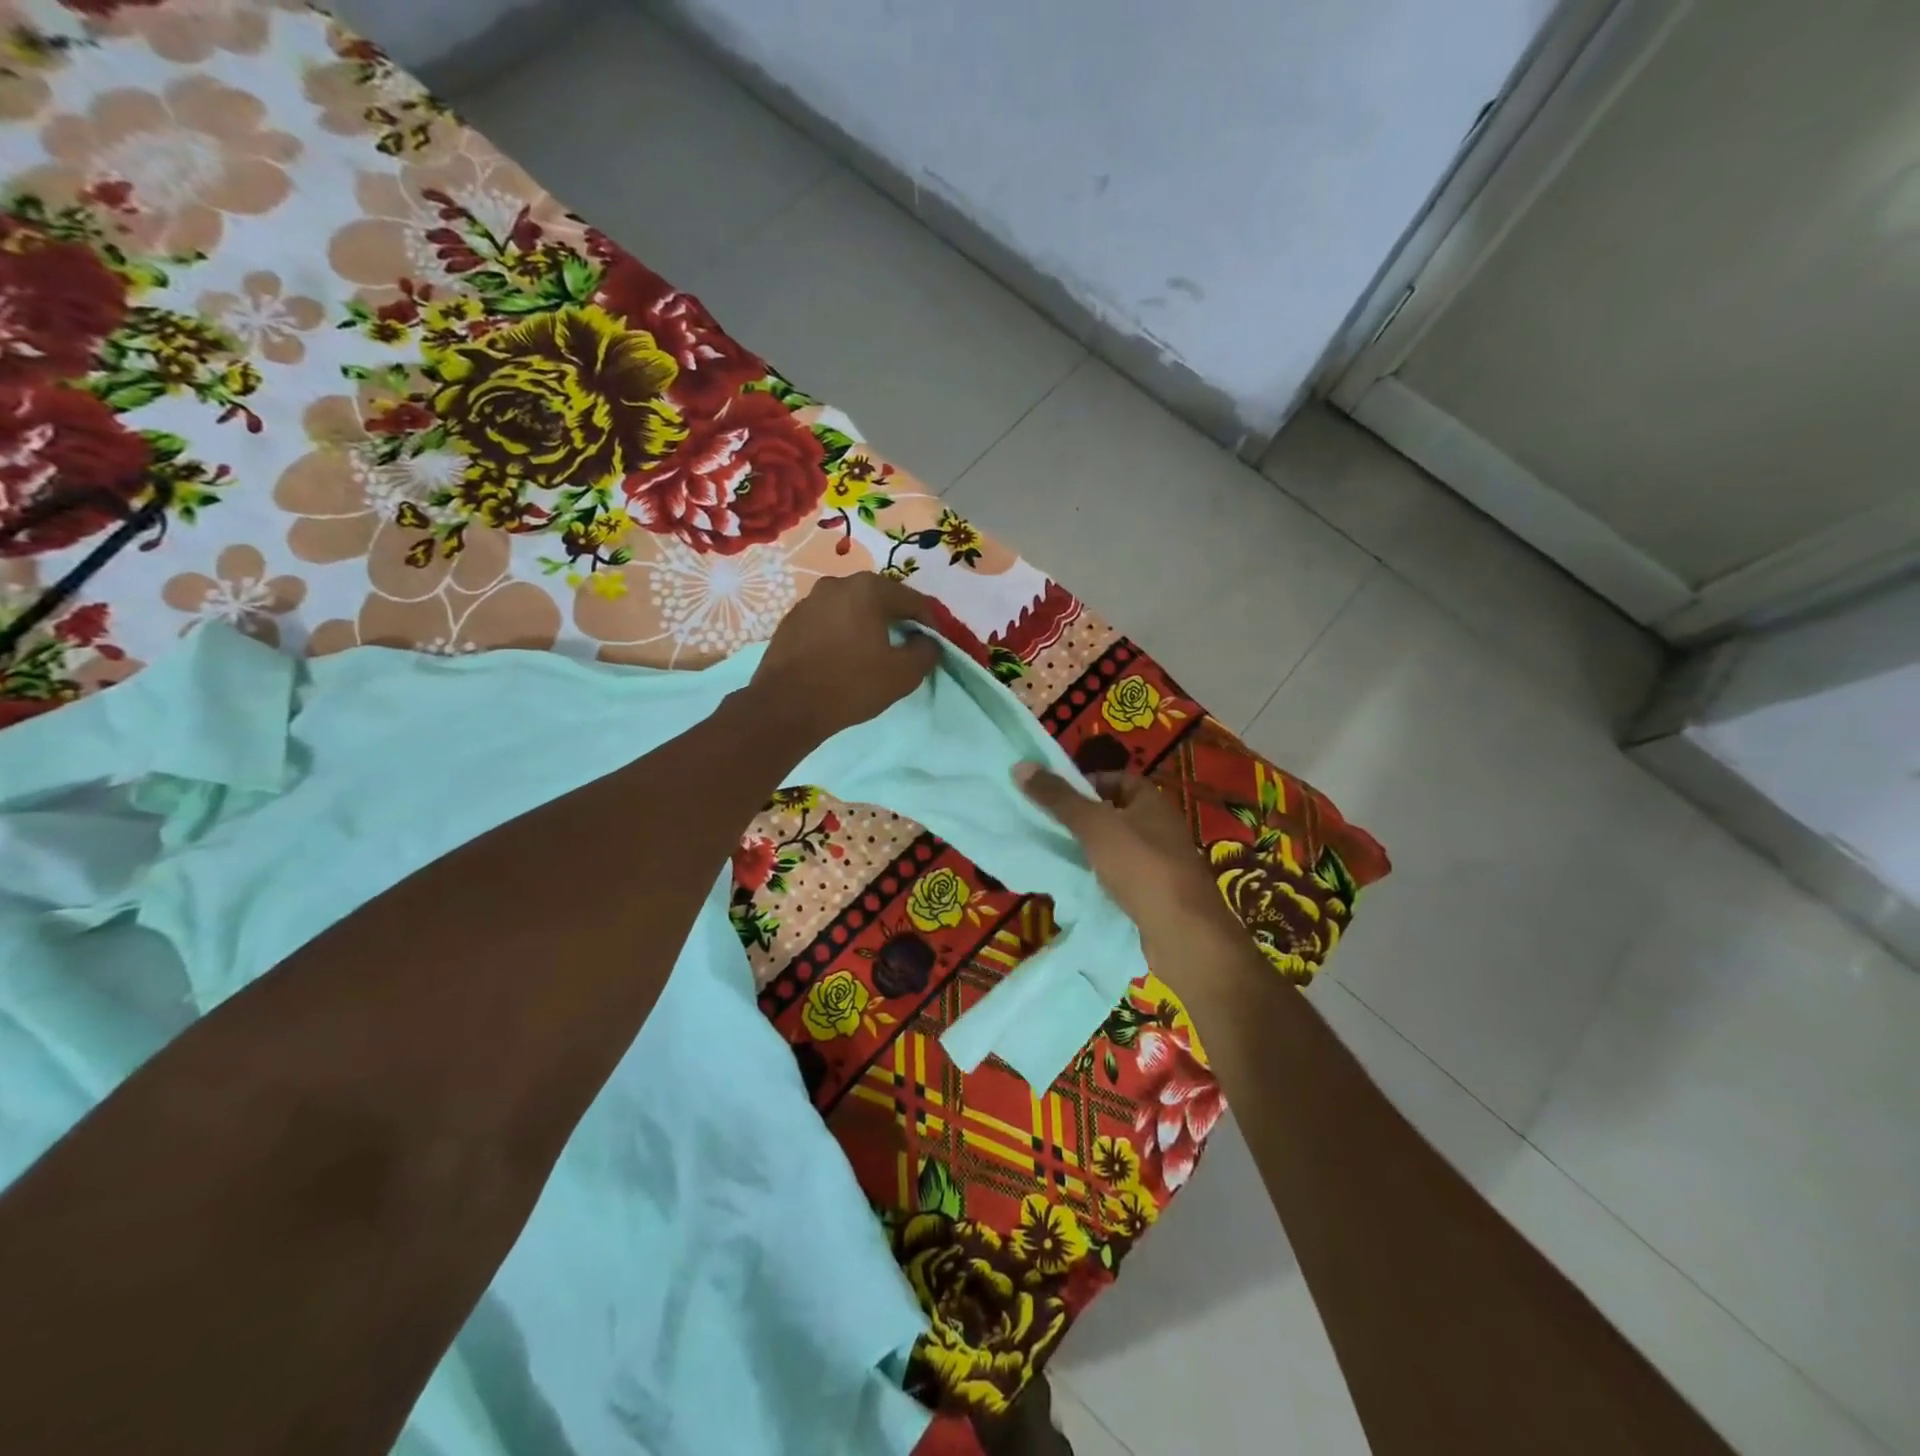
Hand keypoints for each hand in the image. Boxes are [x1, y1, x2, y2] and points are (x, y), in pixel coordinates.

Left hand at [750, 573, 943, 743]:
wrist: (785, 707)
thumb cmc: (850, 685)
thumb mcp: (903, 674)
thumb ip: (925, 652)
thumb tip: (926, 642)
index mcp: (867, 589)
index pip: (912, 600)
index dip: (930, 622)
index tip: (936, 644)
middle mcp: (836, 584)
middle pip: (880, 598)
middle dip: (897, 620)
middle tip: (907, 646)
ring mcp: (809, 601)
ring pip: (851, 609)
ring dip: (867, 626)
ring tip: (874, 653)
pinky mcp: (791, 621)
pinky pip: (828, 622)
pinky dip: (842, 634)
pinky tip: (843, 658)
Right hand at [1017, 766, 1245, 971]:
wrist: (1183, 934)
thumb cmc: (1141, 867)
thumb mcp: (1094, 826)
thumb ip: (1059, 798)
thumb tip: (1021, 766)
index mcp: (1153, 803)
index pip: (1118, 779)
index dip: (1087, 783)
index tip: (1056, 797)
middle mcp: (1161, 828)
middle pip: (1115, 814)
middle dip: (1083, 819)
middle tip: (1047, 826)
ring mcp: (1161, 864)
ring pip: (1117, 848)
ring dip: (1090, 851)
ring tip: (1056, 855)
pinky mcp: (1156, 895)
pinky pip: (1122, 877)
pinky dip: (1101, 878)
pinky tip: (1079, 886)